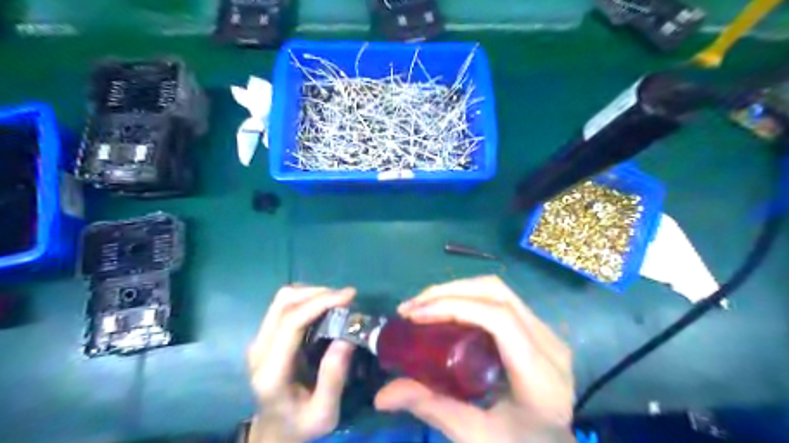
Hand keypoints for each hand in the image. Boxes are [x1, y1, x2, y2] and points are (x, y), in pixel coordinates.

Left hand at [245, 285, 357, 441]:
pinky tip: (324, 307)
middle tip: (347, 298)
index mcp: (271, 372)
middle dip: (318, 293)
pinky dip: (306, 299)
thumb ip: (333, 378)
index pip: (291, 322)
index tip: (350, 295)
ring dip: (312, 293)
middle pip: (284, 303)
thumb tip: (346, 337)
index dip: (320, 302)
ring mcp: (259, 341)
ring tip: (337, 302)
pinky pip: (284, 305)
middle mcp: (259, 350)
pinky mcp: (265, 336)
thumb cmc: (301, 425)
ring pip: (282, 299)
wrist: (274, 431)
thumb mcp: (324, 413)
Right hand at [374, 275, 574, 440]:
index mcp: (540, 372)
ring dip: (457, 290)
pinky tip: (446, 310)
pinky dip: (468, 297)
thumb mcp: (478, 436)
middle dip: (449, 292)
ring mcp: (547, 332)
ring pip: (499, 290)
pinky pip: (501, 300)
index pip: (499, 319)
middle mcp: (549, 342)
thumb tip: (382, 395)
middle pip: (498, 293)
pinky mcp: (538, 329)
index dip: (454, 307)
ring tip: (423, 305)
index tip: (414, 315)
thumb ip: (433, 409)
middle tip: (412, 307)